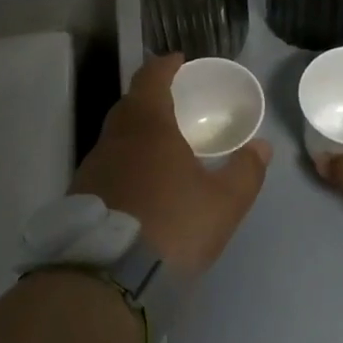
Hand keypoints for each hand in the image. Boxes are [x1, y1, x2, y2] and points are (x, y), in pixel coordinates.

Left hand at [72, 55, 270, 275]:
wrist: (109, 281)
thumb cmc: (173, 226)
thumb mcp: (224, 202)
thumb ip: (246, 171)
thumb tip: (262, 147)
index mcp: (148, 127)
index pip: (151, 78)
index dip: (165, 66)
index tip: (179, 61)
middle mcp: (114, 139)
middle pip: (130, 104)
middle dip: (151, 98)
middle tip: (174, 105)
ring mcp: (92, 168)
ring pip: (115, 137)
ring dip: (136, 133)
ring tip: (160, 147)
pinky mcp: (80, 197)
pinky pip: (106, 166)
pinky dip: (124, 163)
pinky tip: (140, 185)